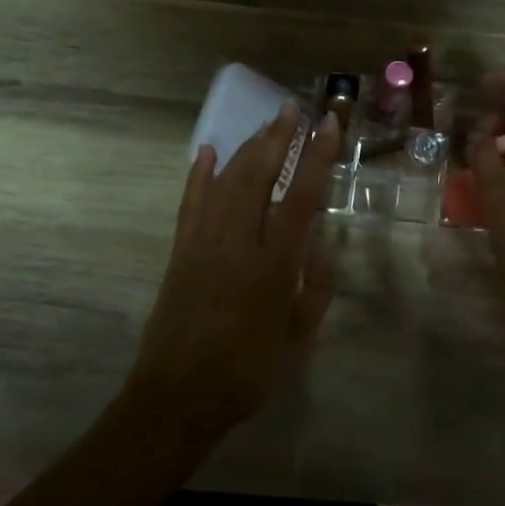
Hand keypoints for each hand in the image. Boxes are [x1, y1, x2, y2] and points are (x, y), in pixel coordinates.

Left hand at [127, 104, 340, 439]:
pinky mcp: (179, 250)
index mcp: (272, 267)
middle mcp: (237, 244)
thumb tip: (319, 245)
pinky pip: (191, 202)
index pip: (299, 198)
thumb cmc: (246, 373)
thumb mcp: (297, 340)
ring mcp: (203, 243)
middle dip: (278, 138)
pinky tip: (208, 151)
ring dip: (247, 147)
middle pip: (257, 176)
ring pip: (226, 181)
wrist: (176, 396)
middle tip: (293, 109)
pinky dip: (200, 174)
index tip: (328, 127)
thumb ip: (314, 291)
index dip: (316, 159)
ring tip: (266, 124)